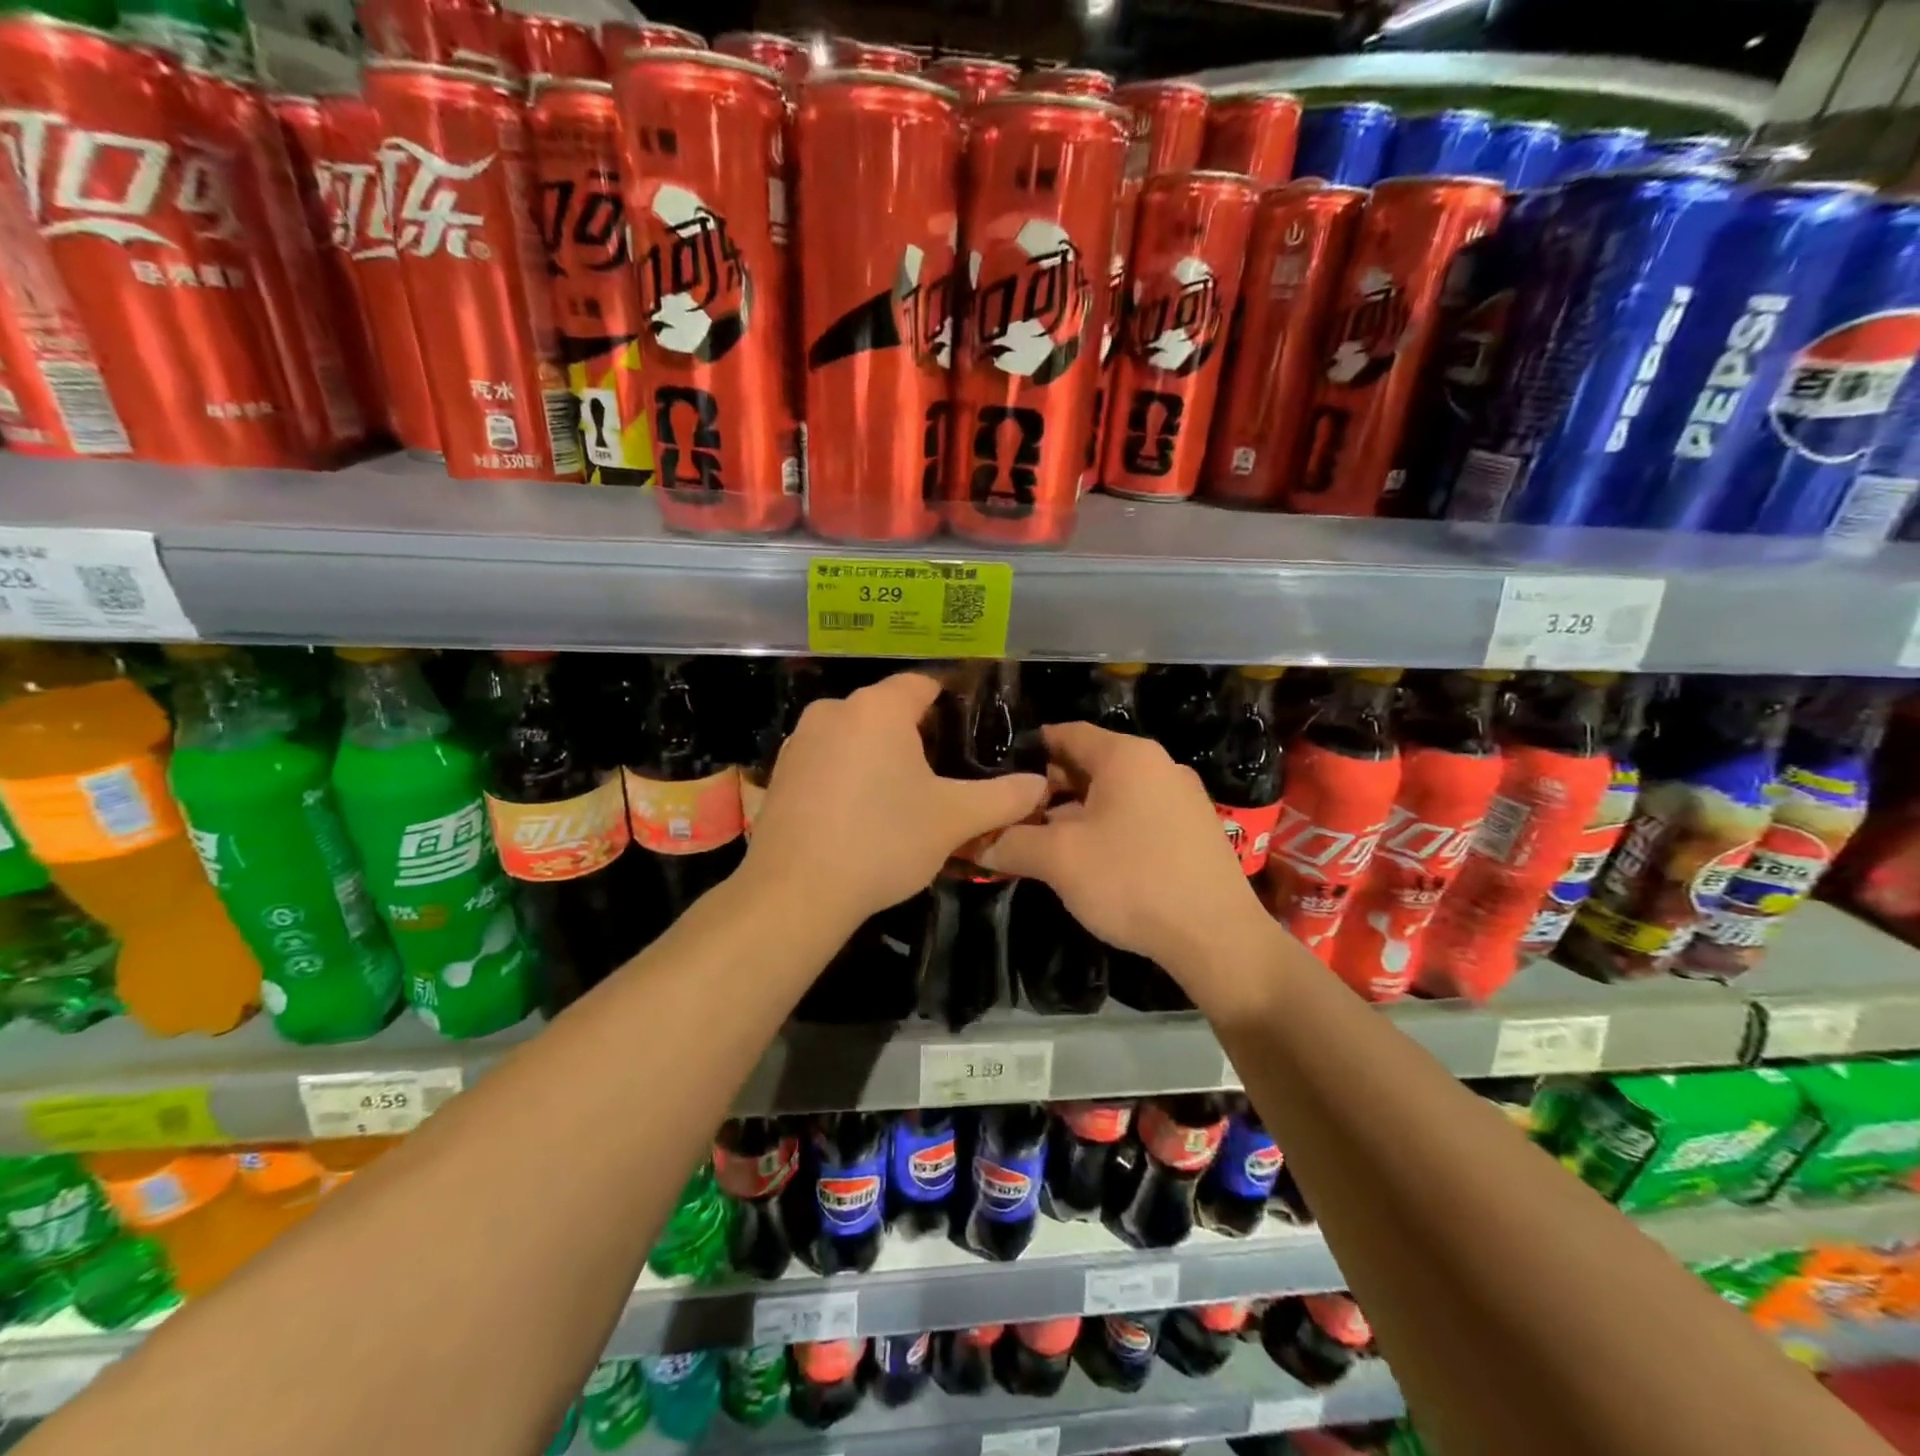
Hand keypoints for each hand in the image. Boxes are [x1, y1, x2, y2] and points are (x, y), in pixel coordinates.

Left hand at [744, 672, 1047, 929]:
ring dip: (881, 756)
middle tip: (946, 771)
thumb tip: (1040, 785)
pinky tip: (860, 813)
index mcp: (879, 708)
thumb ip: (1003, 798)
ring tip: (904, 796)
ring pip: (856, 735)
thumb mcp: (954, 820)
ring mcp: (800, 741)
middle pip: (888, 709)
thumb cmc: (882, 841)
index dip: (952, 700)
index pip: (924, 683)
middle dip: (918, 734)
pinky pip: (828, 760)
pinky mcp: (780, 773)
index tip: (972, 727)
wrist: (795, 892)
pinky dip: (849, 774)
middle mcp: (834, 710)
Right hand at [976, 722, 1271, 980]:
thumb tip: (973, 842)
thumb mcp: (1059, 860)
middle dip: (1048, 788)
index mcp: (1126, 756)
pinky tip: (1089, 860)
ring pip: (1113, 793)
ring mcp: (1181, 797)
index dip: (1028, 750)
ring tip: (1043, 840)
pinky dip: (1107, 827)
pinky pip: (1137, 815)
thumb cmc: (1132, 881)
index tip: (997, 772)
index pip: (1066, 733)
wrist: (1217, 937)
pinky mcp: (1193, 830)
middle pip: (1089, 764)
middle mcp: (1158, 765)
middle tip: (1013, 814)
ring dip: (1076, 812)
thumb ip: (1010, 843)